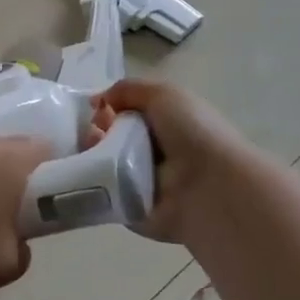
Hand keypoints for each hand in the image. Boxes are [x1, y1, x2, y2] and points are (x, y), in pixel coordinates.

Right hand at [93, 79, 251, 244]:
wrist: (211, 187)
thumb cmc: (192, 134)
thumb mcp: (164, 94)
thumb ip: (127, 90)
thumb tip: (96, 101)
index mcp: (163, 125)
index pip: (122, 114)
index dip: (106, 110)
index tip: (96, 112)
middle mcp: (151, 152)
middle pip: (107, 138)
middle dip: (93, 132)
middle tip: (92, 134)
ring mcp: (139, 182)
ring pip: (100, 164)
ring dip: (90, 155)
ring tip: (91, 153)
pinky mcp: (129, 208)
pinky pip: (100, 193)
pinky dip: (89, 183)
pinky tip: (88, 174)